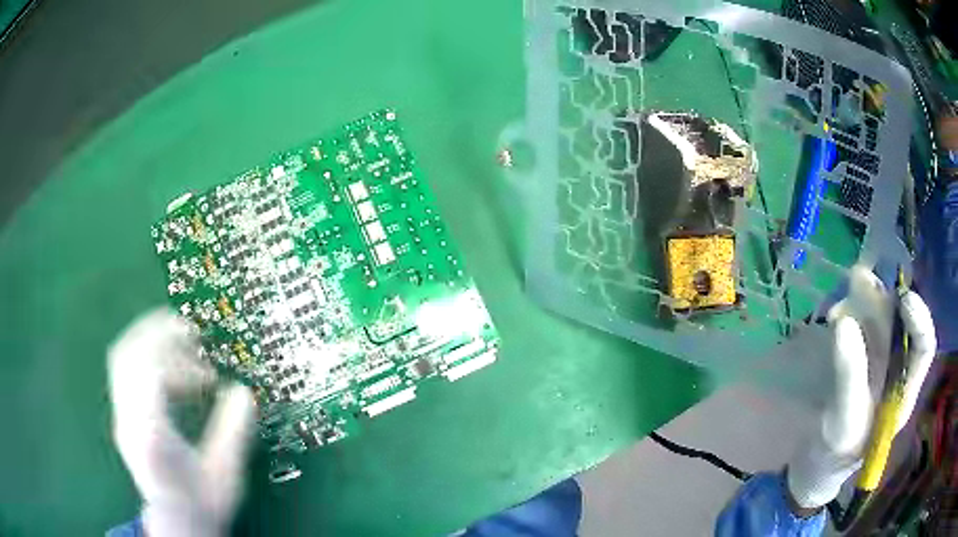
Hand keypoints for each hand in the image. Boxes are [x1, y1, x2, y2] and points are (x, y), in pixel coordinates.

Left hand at [108, 308, 256, 535]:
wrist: (177, 525)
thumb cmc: (202, 504)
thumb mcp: (225, 474)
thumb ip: (234, 433)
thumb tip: (245, 393)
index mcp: (151, 433)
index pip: (150, 371)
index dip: (180, 359)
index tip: (208, 369)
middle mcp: (128, 419)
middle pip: (129, 353)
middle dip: (159, 333)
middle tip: (190, 332)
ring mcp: (121, 416)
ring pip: (122, 357)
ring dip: (149, 340)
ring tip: (179, 341)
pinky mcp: (122, 416)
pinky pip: (125, 370)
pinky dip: (145, 358)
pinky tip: (168, 371)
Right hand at [785, 267, 936, 512]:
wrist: (816, 462)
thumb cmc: (836, 452)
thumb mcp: (844, 420)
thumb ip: (849, 375)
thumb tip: (844, 322)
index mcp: (904, 389)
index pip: (924, 347)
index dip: (920, 319)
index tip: (903, 298)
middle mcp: (897, 368)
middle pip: (900, 325)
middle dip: (884, 301)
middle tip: (859, 280)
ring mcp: (879, 362)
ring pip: (880, 320)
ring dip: (864, 301)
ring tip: (844, 294)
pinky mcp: (861, 358)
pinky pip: (861, 327)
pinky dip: (850, 314)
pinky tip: (834, 315)